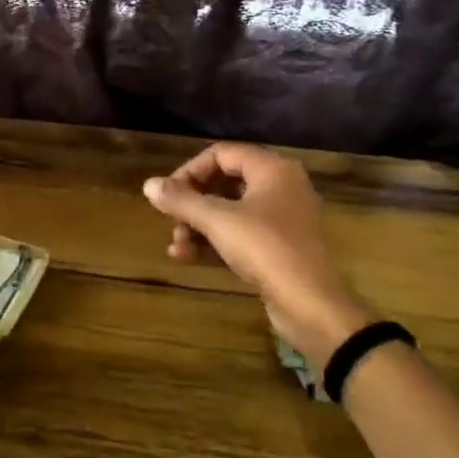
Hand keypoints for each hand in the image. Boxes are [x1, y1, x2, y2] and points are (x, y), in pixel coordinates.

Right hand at [143, 143, 373, 366]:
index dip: (190, 170)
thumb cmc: (264, 248)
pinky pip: (240, 234)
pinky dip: (214, 242)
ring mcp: (282, 219)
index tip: (168, 193)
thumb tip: (148, 184)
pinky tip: (187, 257)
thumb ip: (180, 200)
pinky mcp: (279, 247)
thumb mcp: (216, 220)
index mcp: (272, 170)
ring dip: (198, 226)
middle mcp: (281, 187)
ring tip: (176, 246)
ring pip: (229, 211)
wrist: (309, 303)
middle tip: (170, 219)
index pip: (222, 154)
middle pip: (224, 183)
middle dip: (192, 203)